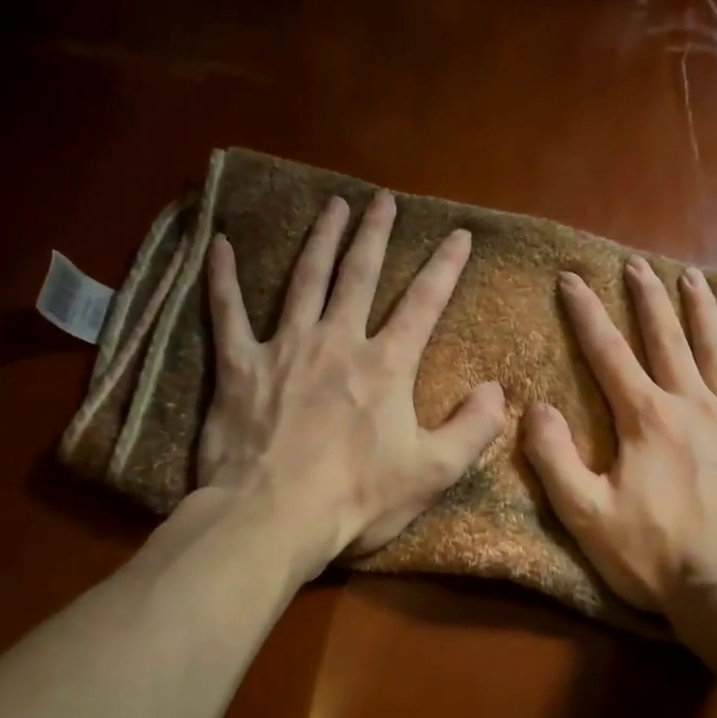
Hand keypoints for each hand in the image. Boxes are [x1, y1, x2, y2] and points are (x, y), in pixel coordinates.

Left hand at [197, 190, 506, 579]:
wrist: (273, 518)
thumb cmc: (357, 499)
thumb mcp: (433, 472)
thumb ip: (472, 428)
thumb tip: (497, 389)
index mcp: (386, 366)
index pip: (424, 303)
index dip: (445, 267)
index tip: (459, 235)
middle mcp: (337, 342)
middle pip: (359, 275)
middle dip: (375, 234)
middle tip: (383, 200)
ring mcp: (284, 349)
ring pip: (304, 280)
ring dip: (320, 239)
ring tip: (332, 205)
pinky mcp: (238, 367)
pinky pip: (227, 313)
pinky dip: (223, 278)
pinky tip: (219, 244)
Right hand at [522, 258, 716, 625]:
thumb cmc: (654, 555)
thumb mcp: (584, 513)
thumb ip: (553, 456)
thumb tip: (536, 407)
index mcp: (645, 419)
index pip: (607, 353)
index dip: (586, 313)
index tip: (571, 278)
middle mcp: (693, 405)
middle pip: (666, 340)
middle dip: (648, 299)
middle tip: (637, 264)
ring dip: (704, 313)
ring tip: (693, 278)